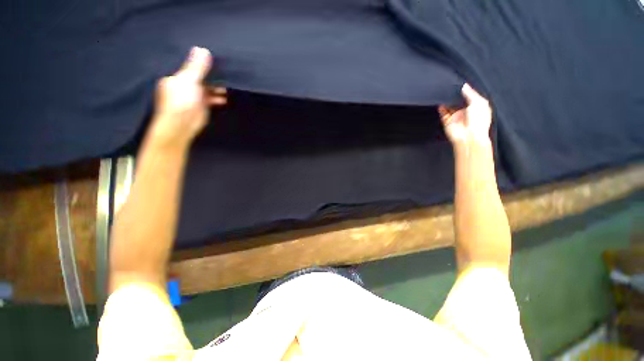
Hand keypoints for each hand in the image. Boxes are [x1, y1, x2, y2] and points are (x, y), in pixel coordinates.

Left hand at [148, 47, 226, 148]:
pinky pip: (210, 99)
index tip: (215, 62)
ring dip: (216, 89)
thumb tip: (202, 49)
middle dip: (211, 77)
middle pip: (200, 78)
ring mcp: (193, 97)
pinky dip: (217, 98)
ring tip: (227, 87)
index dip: (202, 65)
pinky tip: (224, 98)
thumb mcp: (189, 80)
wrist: (181, 125)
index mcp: (176, 78)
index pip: (190, 68)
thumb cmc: (181, 101)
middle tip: (225, 75)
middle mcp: (184, 86)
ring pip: (206, 89)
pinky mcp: (201, 107)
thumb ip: (197, 67)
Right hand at [439, 84, 491, 146]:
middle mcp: (465, 112)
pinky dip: (441, 108)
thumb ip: (470, 94)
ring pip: (450, 107)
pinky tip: (440, 103)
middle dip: (455, 96)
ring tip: (445, 94)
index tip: (460, 85)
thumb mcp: (479, 103)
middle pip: (458, 101)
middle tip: (451, 88)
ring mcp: (456, 117)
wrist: (468, 136)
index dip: (465, 91)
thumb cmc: (478, 121)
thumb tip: (464, 86)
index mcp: (476, 107)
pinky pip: (443, 114)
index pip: (469, 97)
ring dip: (447, 101)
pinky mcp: (448, 122)